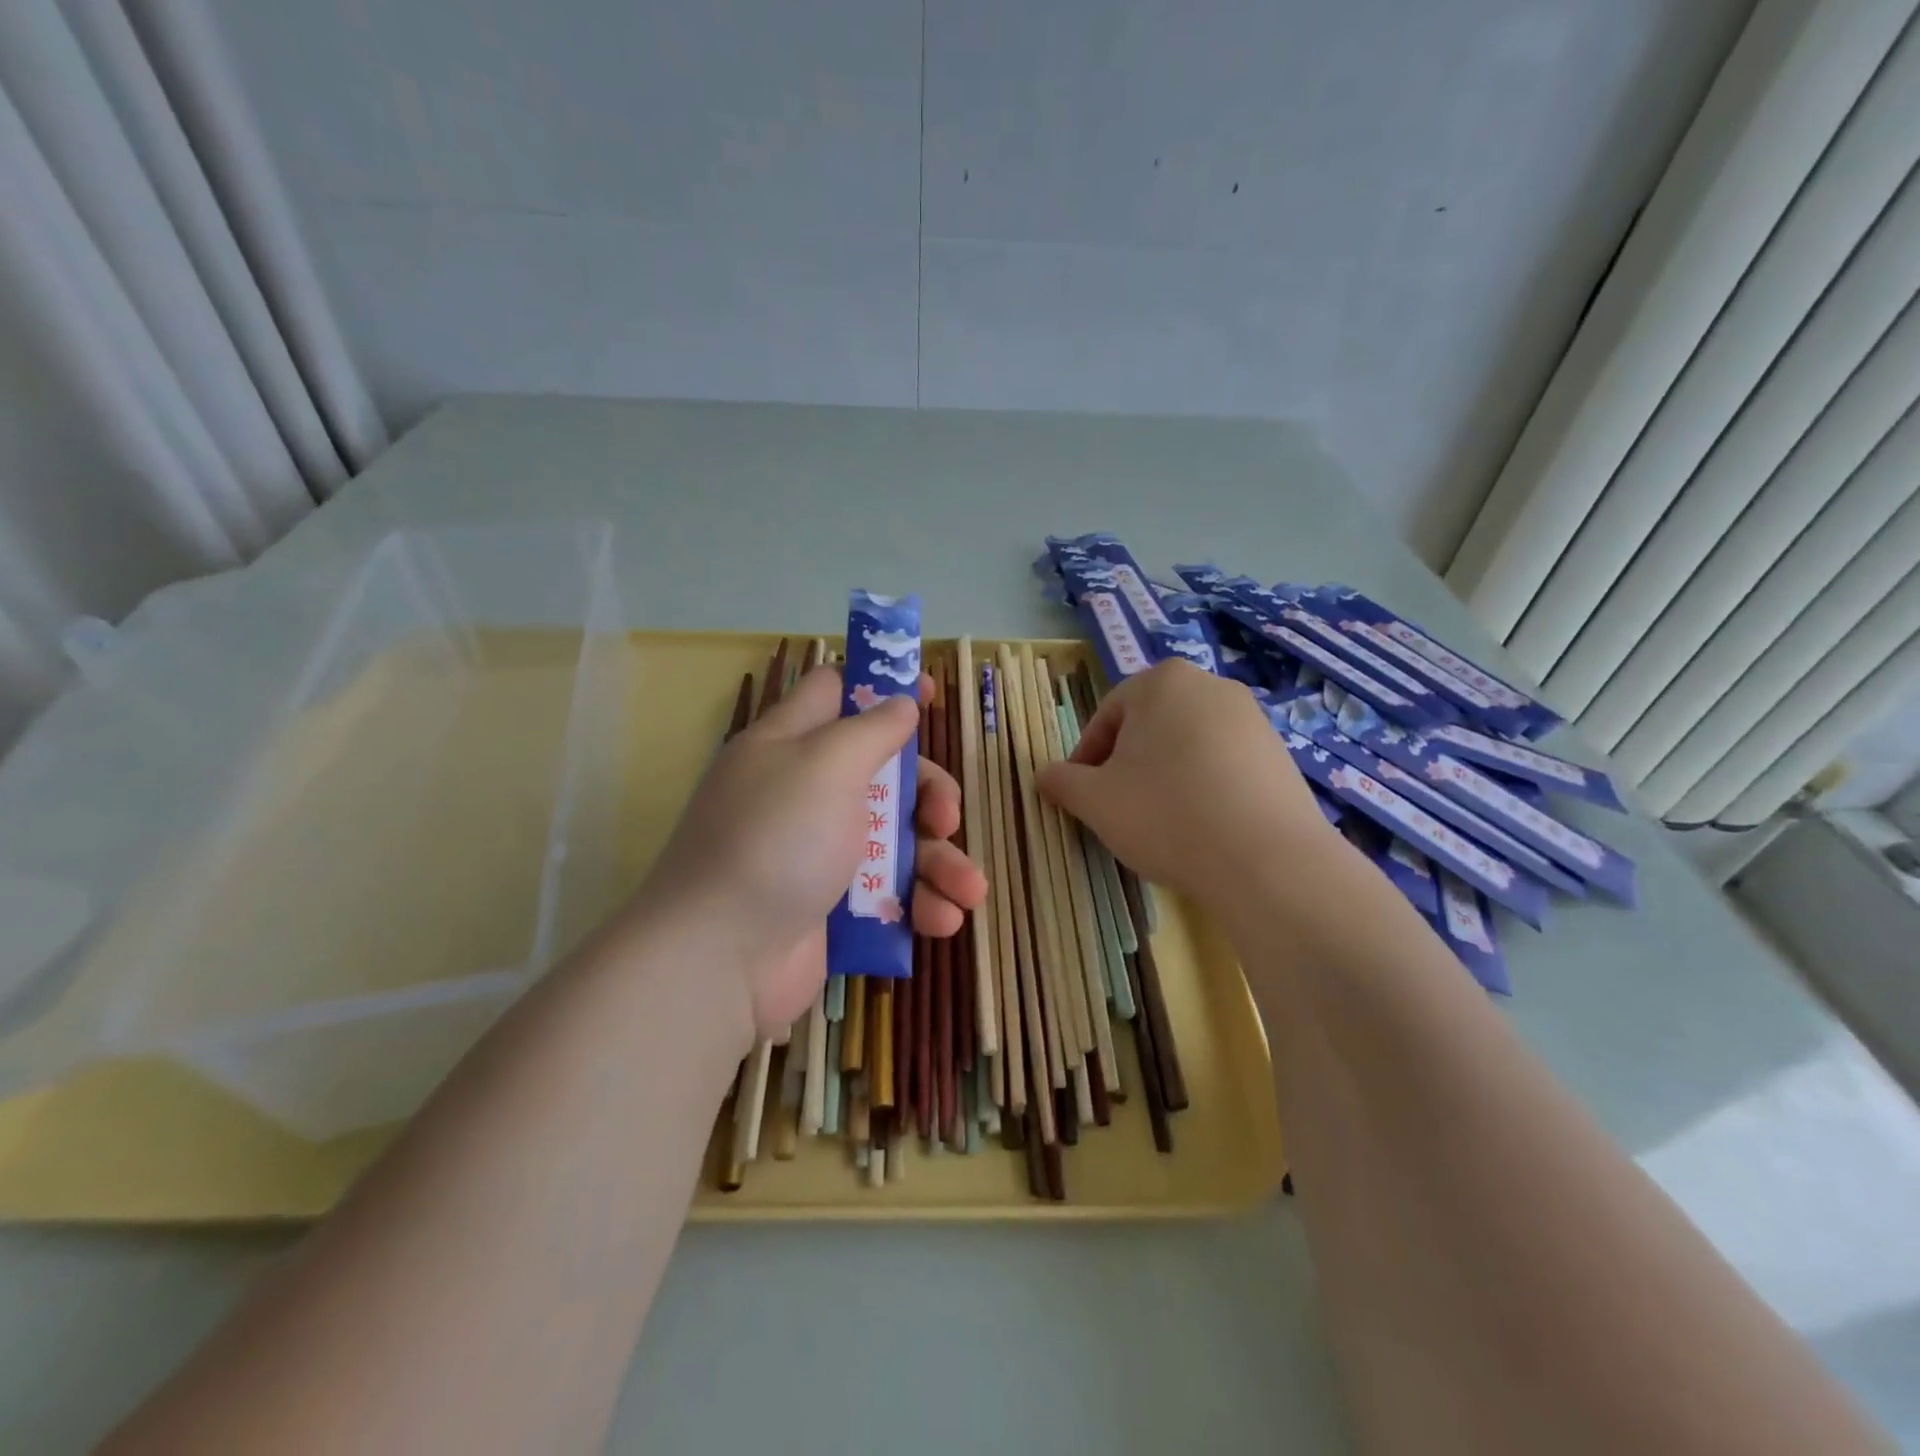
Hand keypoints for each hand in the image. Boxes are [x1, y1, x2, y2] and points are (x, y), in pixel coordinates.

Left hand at [641, 665, 987, 1035]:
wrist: (720, 957)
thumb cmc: (776, 840)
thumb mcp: (826, 764)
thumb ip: (871, 730)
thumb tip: (901, 704)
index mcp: (790, 744)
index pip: (836, 692)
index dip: (882, 686)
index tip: (929, 693)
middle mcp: (805, 793)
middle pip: (883, 772)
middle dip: (929, 792)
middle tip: (946, 817)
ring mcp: (818, 853)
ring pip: (896, 839)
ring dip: (940, 862)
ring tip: (968, 889)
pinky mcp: (832, 907)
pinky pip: (888, 894)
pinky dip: (919, 904)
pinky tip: (943, 920)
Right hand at [1037, 660, 1332, 907]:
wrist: (1266, 860)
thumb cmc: (1165, 815)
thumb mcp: (1095, 801)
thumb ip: (1062, 781)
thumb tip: (1043, 774)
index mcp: (1161, 682)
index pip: (1106, 717)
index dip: (1086, 760)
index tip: (1083, 797)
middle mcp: (1210, 685)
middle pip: (1148, 727)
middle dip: (1127, 765)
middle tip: (1119, 809)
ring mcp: (1252, 717)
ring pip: (1187, 745)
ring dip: (1165, 776)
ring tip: (1162, 822)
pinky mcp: (1280, 752)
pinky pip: (1224, 764)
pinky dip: (1204, 787)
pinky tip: (1202, 826)